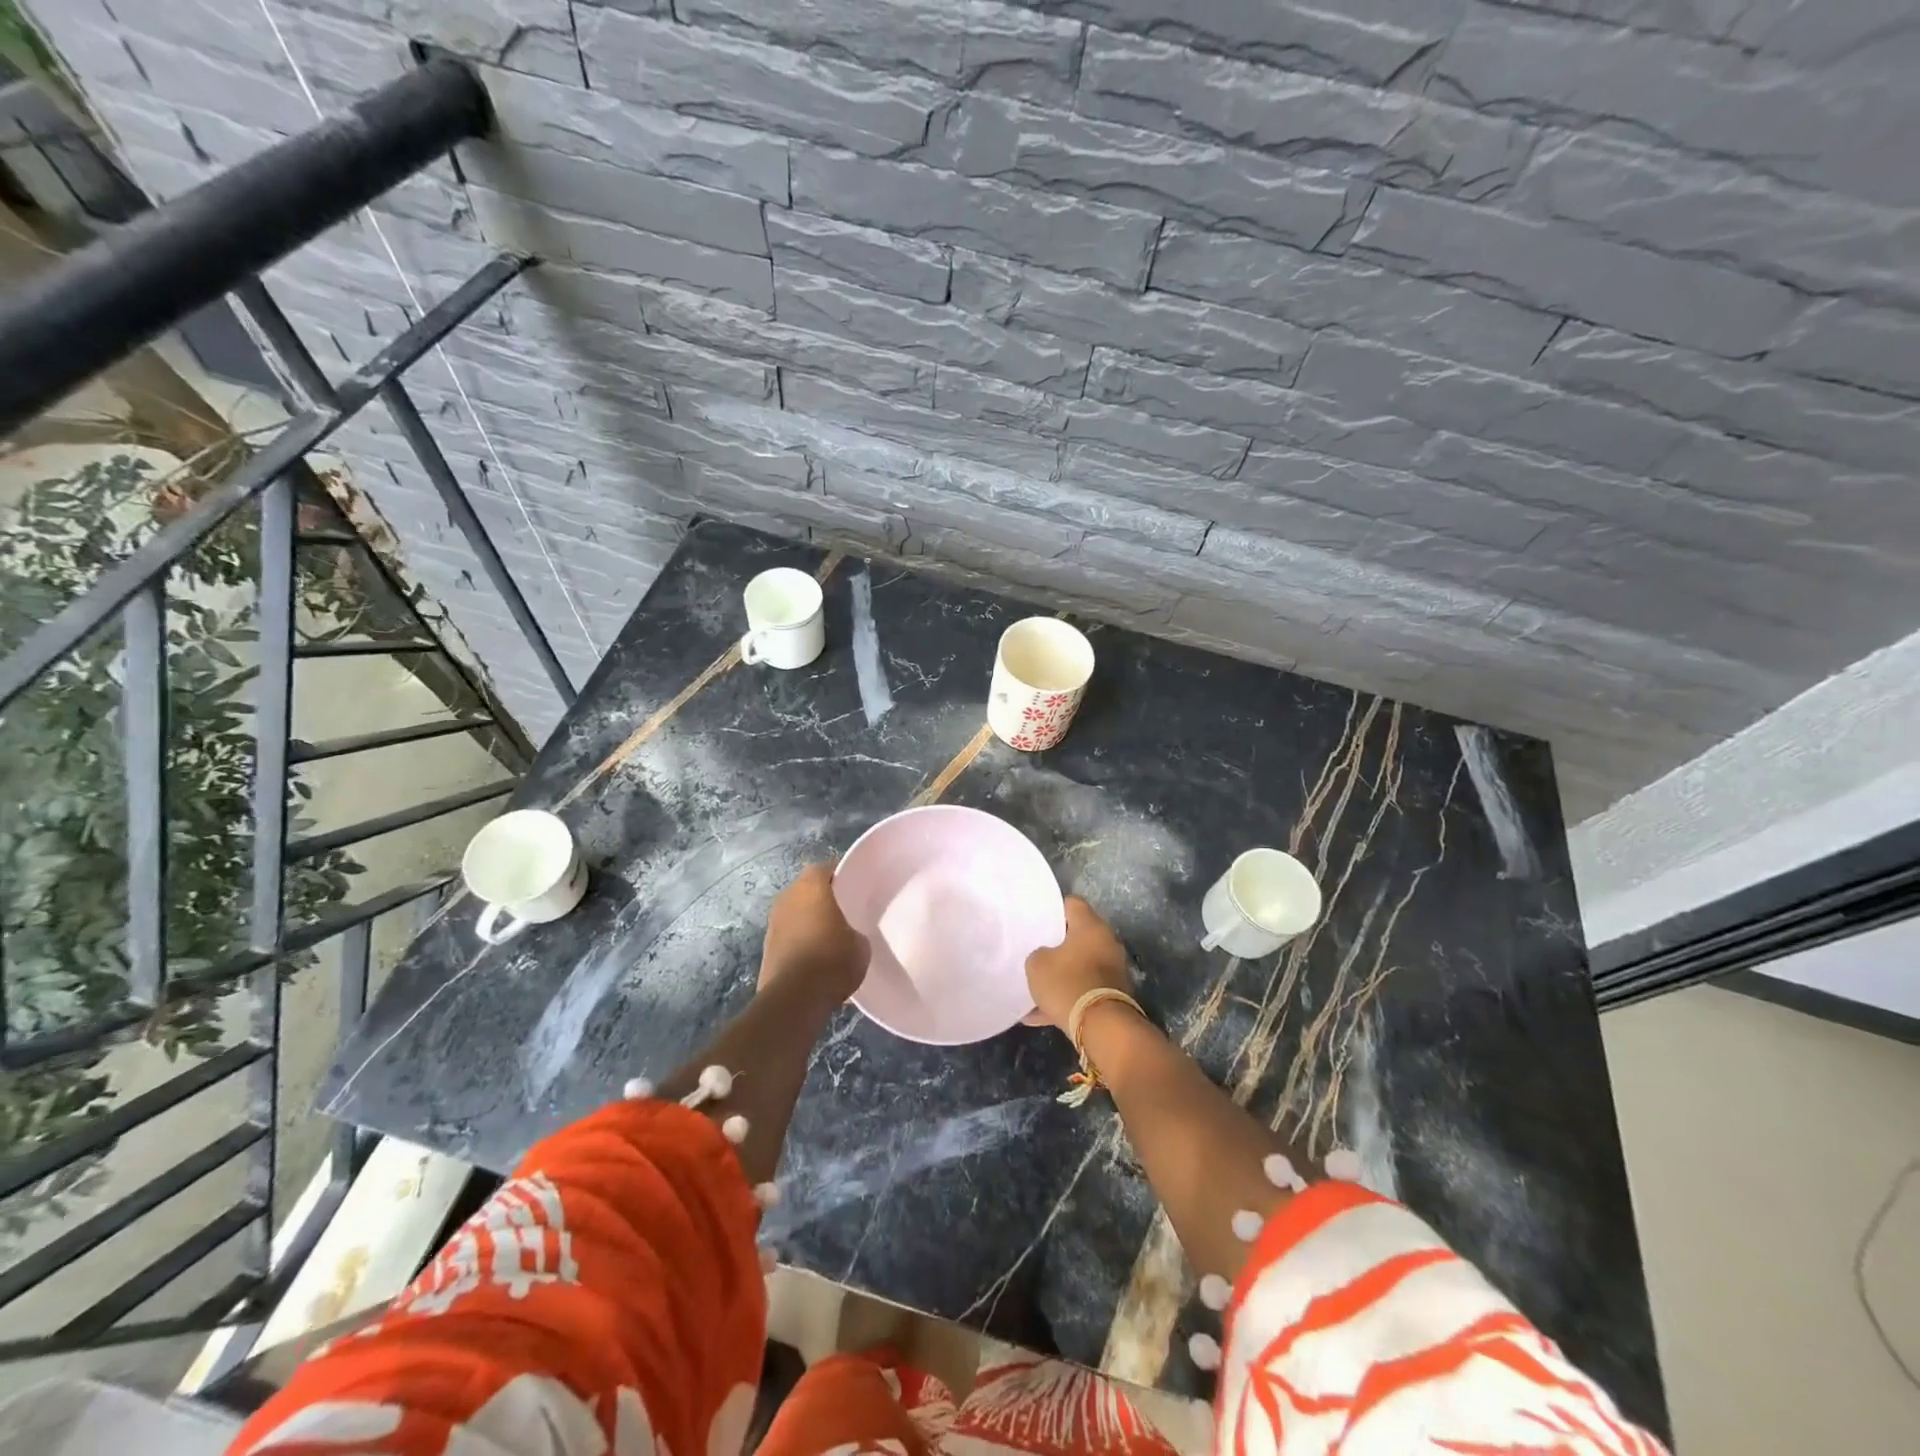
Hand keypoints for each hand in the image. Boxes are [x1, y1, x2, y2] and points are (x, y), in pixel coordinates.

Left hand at [761, 862, 869, 1004]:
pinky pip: (788, 936)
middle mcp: (787, 898)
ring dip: (808, 921)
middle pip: (807, 890)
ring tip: (830, 937)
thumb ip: (854, 930)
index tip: (855, 888)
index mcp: (810, 886)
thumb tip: (848, 936)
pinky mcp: (766, 949)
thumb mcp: (860, 943)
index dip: (840, 876)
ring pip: (795, 913)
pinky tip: (815, 958)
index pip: (825, 869)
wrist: (795, 998)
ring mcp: (773, 924)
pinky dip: (800, 941)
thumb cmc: (833, 959)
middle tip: (844, 912)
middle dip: (822, 898)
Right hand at [1025, 897, 1131, 1029]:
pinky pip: (1085, 990)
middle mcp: (1107, 942)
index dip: (1052, 909)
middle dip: (1058, 944)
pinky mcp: (1115, 995)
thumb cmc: (1067, 983)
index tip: (1037, 920)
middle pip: (1079, 935)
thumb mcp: (1037, 965)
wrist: (1102, 1027)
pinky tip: (1041, 1015)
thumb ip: (1038, 954)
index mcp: (1091, 926)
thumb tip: (1046, 956)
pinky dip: (1068, 998)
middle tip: (1037, 951)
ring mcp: (1114, 970)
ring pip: (1081, 966)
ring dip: (1062, 975)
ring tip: (1036, 989)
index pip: (1072, 904)